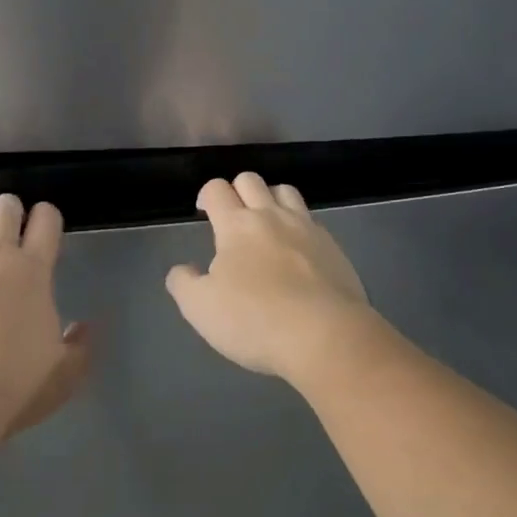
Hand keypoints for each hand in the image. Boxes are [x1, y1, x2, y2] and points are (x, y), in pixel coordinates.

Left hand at [0, 195, 90, 445]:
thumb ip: (79, 346)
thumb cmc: (12, 387)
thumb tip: (82, 327)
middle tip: (11, 234)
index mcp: (33, 270)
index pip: (47, 218)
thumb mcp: (64, 374)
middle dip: (12, 212)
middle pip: (6, 205)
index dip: (48, 217)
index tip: (45, 231)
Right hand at [164, 173, 377, 384]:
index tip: (204, 211)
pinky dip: (298, 226)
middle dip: (237, 190)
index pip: (217, 189)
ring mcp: (307, 229)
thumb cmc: (255, 320)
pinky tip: (296, 252)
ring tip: (266, 225)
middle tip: (232, 218)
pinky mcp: (334, 247)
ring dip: (271, 199)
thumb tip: (182, 269)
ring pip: (286, 191)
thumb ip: (184, 284)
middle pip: (251, 180)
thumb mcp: (201, 309)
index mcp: (236, 225)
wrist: (326, 336)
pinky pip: (312, 220)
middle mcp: (272, 216)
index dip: (207, 194)